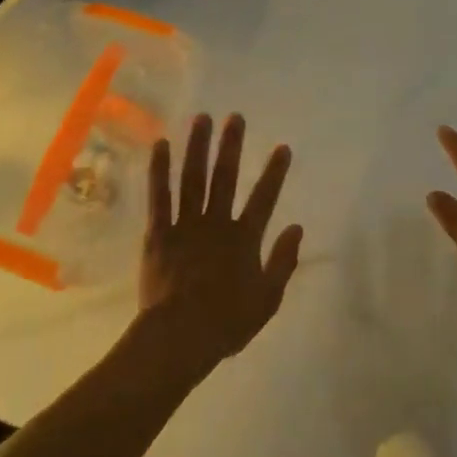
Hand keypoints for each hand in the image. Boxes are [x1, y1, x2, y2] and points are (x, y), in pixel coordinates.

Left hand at [136, 113, 303, 381]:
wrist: (180, 339)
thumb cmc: (226, 323)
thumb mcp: (267, 299)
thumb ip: (283, 261)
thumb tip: (297, 227)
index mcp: (243, 239)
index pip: (264, 199)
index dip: (275, 173)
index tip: (282, 147)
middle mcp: (216, 223)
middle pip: (226, 178)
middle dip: (231, 146)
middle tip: (235, 117)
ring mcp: (186, 226)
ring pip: (193, 179)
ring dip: (198, 147)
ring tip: (202, 119)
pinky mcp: (159, 233)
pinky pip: (159, 197)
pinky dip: (159, 170)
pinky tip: (160, 145)